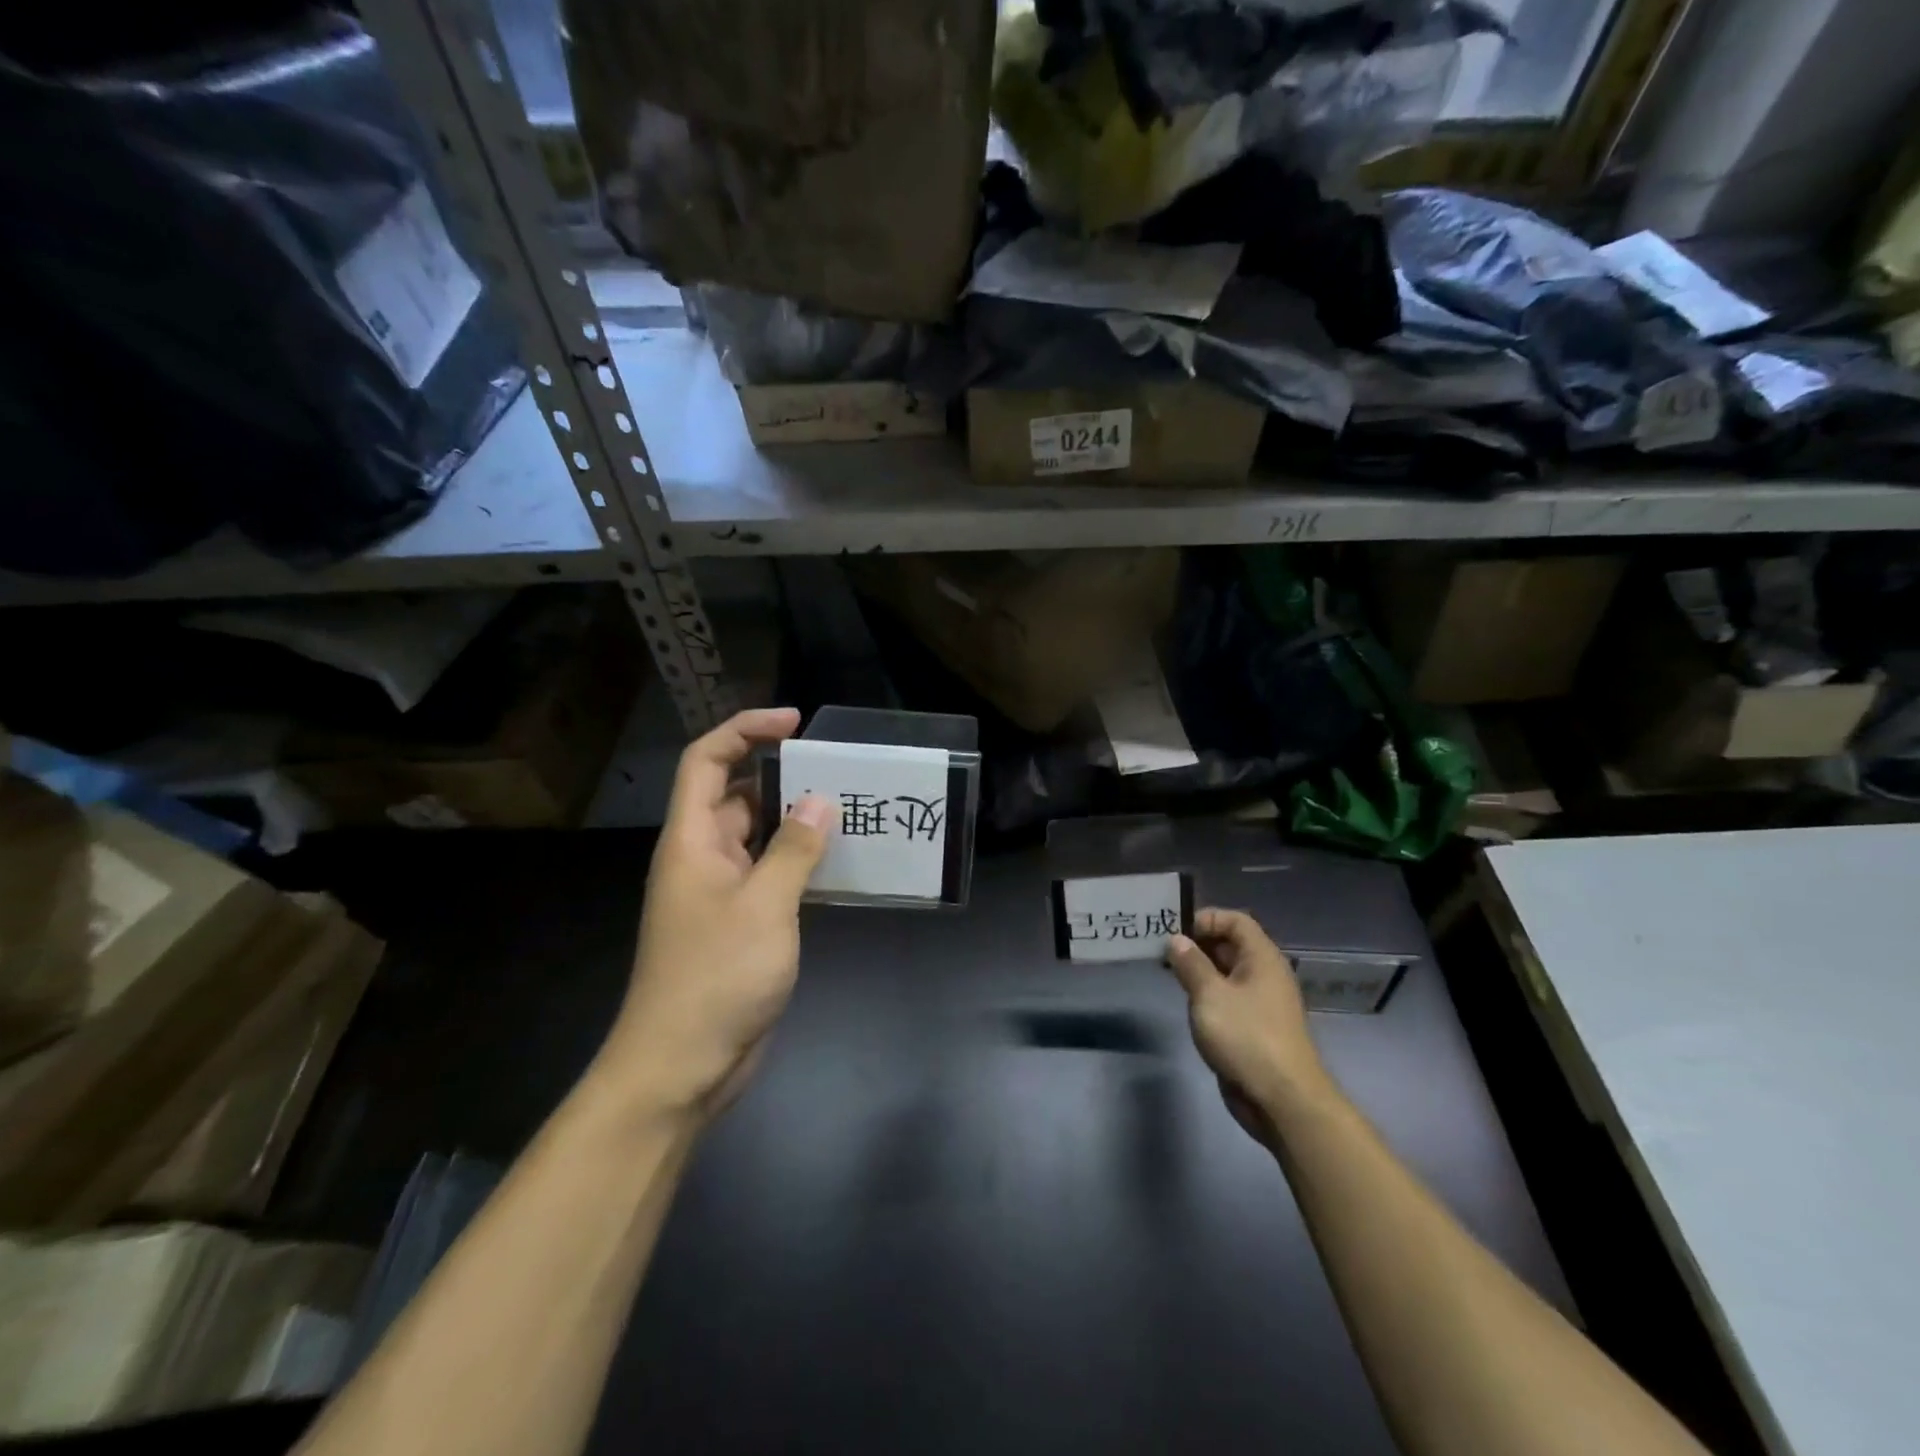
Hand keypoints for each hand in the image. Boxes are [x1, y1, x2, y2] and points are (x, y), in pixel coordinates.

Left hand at [599, 708, 831, 1123]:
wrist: (682, 1065)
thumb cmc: (715, 977)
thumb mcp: (764, 907)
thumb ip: (794, 850)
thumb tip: (819, 800)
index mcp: (692, 840)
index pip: (706, 761)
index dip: (744, 730)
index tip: (794, 723)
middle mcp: (702, 856)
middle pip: (736, 793)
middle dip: (781, 774)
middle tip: (837, 768)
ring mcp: (720, 891)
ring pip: (759, 835)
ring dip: (796, 819)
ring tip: (850, 806)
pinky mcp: (740, 922)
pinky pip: (770, 873)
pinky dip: (800, 860)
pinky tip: (840, 860)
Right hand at [1165, 908, 1335, 1148]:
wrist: (1283, 1099)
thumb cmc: (1246, 1037)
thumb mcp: (1210, 995)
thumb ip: (1191, 964)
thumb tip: (1176, 940)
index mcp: (1262, 958)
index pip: (1236, 920)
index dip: (1206, 918)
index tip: (1175, 931)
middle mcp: (1264, 975)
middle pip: (1231, 944)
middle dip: (1198, 944)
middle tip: (1163, 951)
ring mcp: (1261, 1003)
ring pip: (1227, 973)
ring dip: (1200, 970)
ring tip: (1169, 974)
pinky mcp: (1254, 1027)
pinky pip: (1228, 998)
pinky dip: (1207, 994)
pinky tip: (1187, 1003)